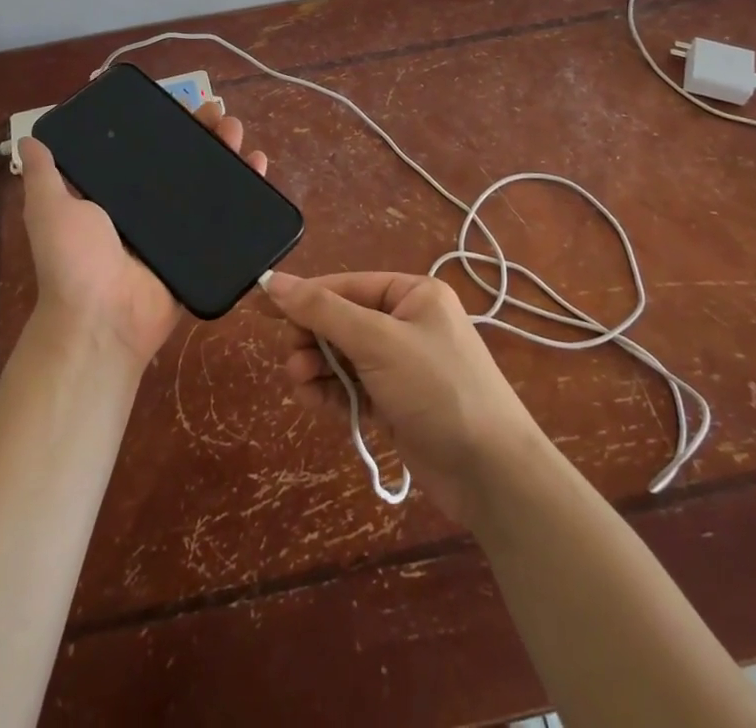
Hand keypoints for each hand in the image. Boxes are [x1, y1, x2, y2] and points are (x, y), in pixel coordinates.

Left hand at [18, 101, 268, 368]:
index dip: (167, 126)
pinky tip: (259, 165)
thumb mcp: (49, 210)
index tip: (185, 103)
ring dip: (228, 155)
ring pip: (210, 184)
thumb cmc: (73, 261)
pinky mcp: (201, 251)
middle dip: (205, 134)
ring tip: (240, 135)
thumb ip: (43, 175)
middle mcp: (149, 209)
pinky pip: (228, 219)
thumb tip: (29, 138)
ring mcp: (178, 230)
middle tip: (221, 114)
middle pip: (184, 162)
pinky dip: (248, 193)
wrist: (102, 321)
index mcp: (117, 196)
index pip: (147, 150)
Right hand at [264, 271, 546, 527]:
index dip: (305, 296)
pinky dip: (332, 392)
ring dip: (318, 367)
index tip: (263, 305)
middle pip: (343, 321)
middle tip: (291, 359)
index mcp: (413, 294)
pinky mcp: (397, 404)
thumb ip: (324, 310)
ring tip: (298, 382)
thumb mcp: (378, 341)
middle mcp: (408, 323)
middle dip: (313, 338)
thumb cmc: (438, 389)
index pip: (347, 285)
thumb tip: (274, 280)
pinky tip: (312, 400)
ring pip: (344, 357)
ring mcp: (403, 366)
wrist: (493, 474)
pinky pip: (354, 387)